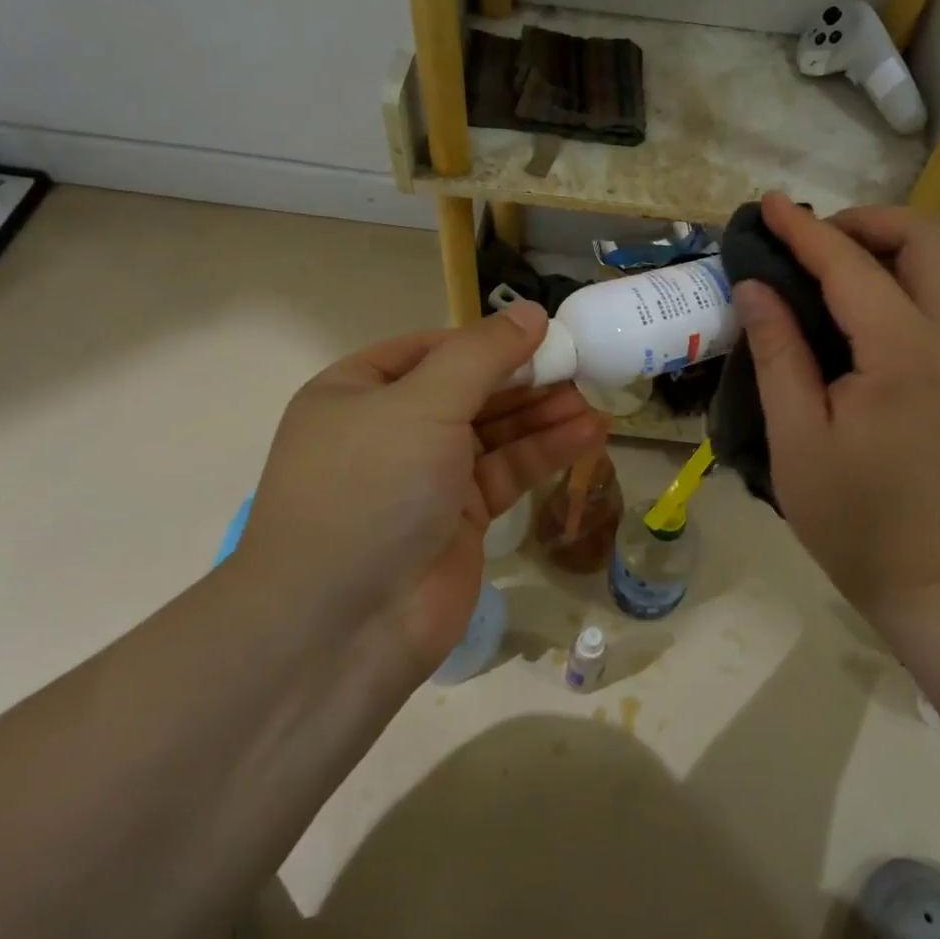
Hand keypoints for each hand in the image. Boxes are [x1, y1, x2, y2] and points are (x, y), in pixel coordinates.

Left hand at [235, 303, 605, 671]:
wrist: (344, 626)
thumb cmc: (372, 489)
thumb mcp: (422, 405)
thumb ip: (482, 356)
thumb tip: (531, 312)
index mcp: (358, 392)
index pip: (431, 349)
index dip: (486, 340)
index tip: (542, 332)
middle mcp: (390, 429)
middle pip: (469, 389)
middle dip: (523, 378)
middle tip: (581, 364)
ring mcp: (426, 476)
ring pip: (494, 432)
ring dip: (543, 414)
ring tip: (596, 400)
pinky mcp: (461, 517)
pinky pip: (508, 471)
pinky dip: (546, 452)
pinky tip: (590, 435)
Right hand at [732, 193, 939, 614]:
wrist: (930, 575)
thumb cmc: (852, 516)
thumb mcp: (796, 437)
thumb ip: (777, 352)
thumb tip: (755, 287)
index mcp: (903, 356)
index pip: (851, 268)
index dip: (805, 231)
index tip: (767, 205)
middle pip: (927, 240)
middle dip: (866, 222)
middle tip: (809, 243)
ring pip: (939, 262)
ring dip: (883, 245)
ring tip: (822, 266)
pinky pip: (935, 295)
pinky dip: (893, 276)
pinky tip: (847, 305)